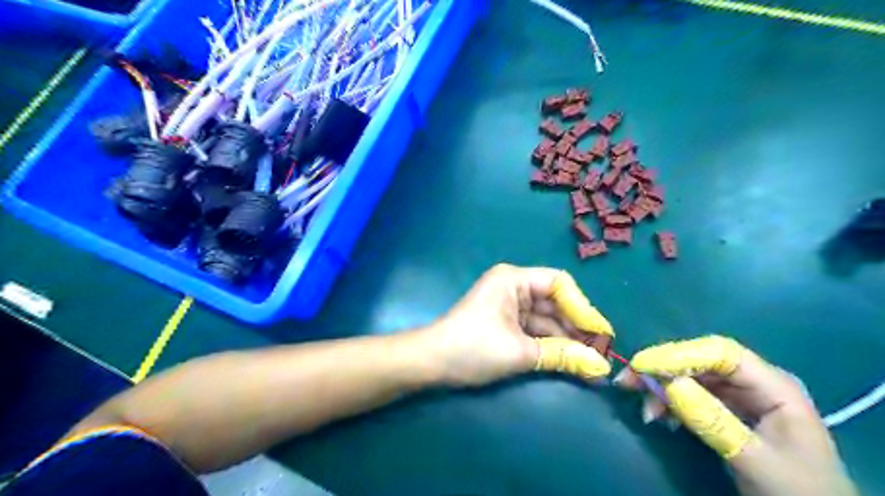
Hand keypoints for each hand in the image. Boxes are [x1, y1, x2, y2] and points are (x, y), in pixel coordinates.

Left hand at [427, 263, 616, 386]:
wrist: (431, 362)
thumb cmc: (472, 348)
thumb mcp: (519, 352)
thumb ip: (562, 355)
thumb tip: (602, 366)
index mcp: (513, 279)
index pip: (559, 284)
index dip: (583, 307)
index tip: (601, 334)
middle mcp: (513, 286)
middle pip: (555, 302)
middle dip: (577, 328)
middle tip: (602, 353)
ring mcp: (509, 305)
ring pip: (547, 319)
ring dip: (567, 340)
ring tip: (591, 363)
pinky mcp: (506, 322)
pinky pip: (535, 329)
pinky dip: (551, 345)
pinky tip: (570, 362)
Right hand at [618, 338, 857, 495]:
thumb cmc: (796, 492)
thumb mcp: (754, 458)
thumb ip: (713, 420)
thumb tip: (668, 384)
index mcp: (774, 385)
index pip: (720, 352)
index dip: (678, 354)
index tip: (641, 365)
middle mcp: (754, 382)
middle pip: (700, 362)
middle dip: (663, 370)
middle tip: (627, 382)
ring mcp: (740, 396)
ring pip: (692, 378)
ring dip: (663, 389)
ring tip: (645, 411)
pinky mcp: (728, 411)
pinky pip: (692, 397)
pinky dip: (671, 404)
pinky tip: (660, 417)